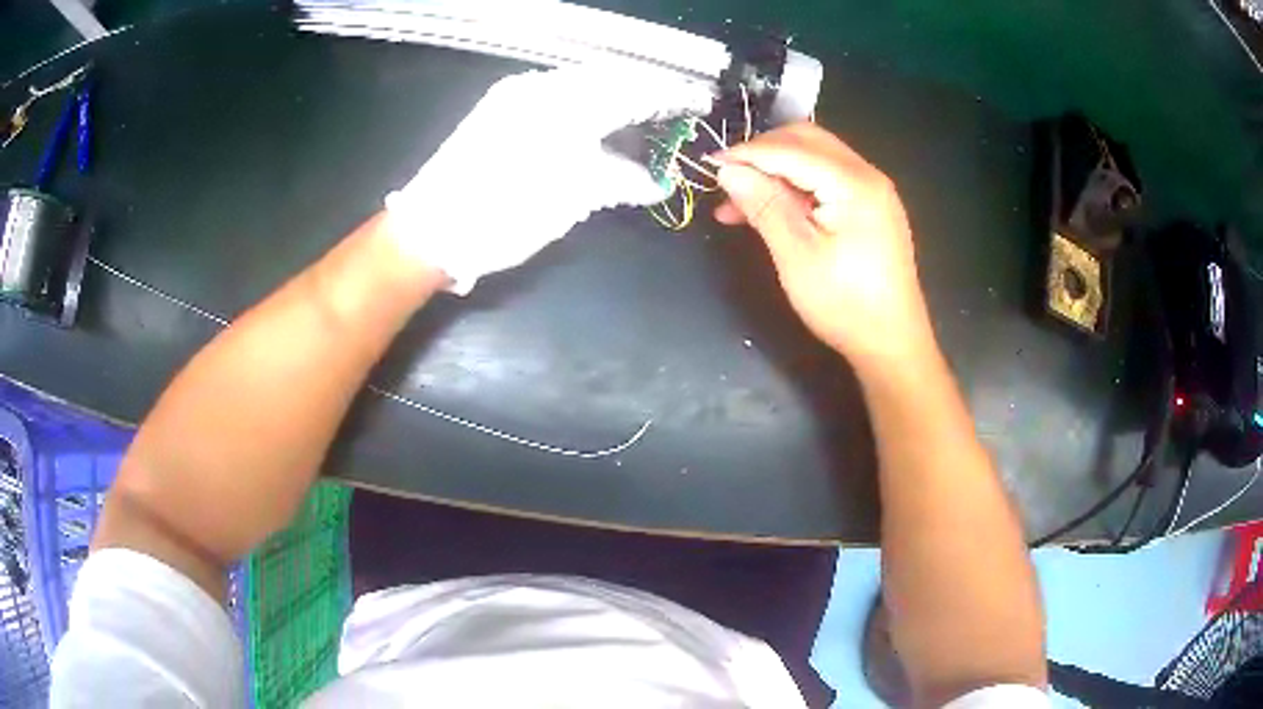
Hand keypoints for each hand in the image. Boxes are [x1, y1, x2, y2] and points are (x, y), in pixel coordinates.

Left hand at [386, 67, 712, 293]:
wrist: (430, 230)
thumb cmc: (504, 215)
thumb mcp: (571, 198)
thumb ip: (620, 179)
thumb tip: (655, 180)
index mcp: (563, 103)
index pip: (631, 88)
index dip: (668, 95)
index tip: (697, 101)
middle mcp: (540, 86)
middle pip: (608, 77)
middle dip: (644, 90)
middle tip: (672, 109)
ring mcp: (515, 94)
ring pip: (580, 82)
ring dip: (615, 94)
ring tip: (642, 113)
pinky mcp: (499, 107)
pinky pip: (555, 92)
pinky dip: (585, 101)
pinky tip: (596, 117)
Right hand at [714, 123, 935, 372]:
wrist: (892, 344)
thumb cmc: (845, 304)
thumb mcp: (797, 255)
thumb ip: (764, 205)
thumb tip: (728, 170)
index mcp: (853, 183)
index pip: (791, 149)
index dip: (747, 152)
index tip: (709, 164)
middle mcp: (867, 175)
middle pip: (807, 141)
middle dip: (763, 153)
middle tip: (728, 180)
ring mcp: (872, 191)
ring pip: (814, 159)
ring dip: (776, 171)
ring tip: (739, 202)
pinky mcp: (870, 208)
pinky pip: (826, 181)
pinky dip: (795, 187)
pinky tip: (770, 211)